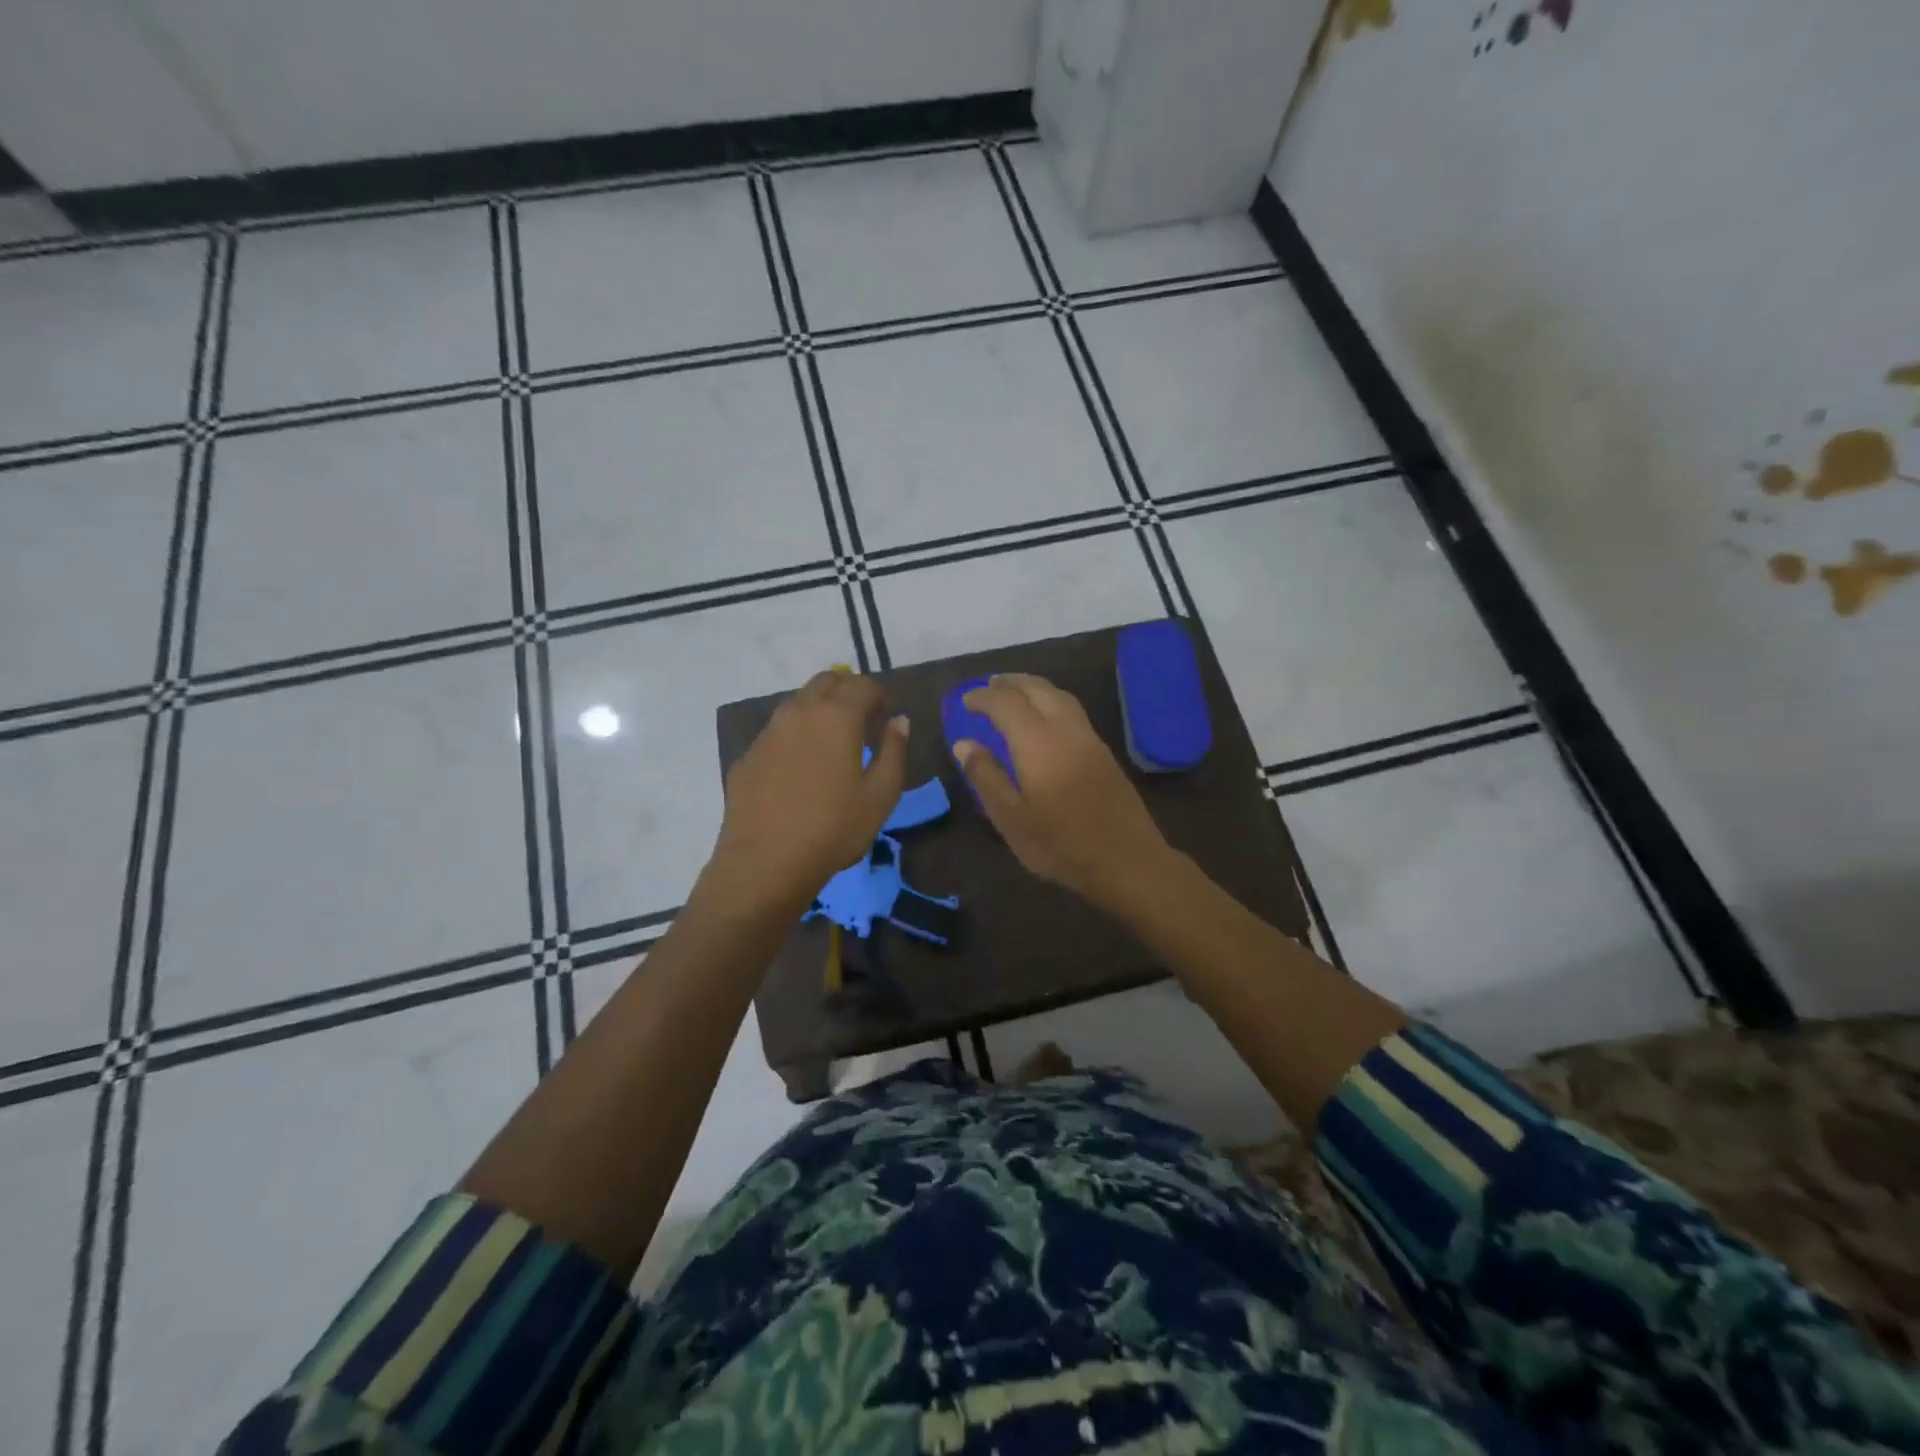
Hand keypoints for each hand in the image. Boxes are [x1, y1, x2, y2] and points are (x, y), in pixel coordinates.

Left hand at [710, 671, 908, 906]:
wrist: (765, 862)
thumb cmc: (834, 829)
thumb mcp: (881, 795)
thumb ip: (894, 751)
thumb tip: (899, 720)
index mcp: (837, 717)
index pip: (862, 685)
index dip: (879, 695)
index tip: (886, 716)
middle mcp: (799, 712)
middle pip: (826, 681)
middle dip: (847, 691)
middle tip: (862, 720)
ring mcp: (767, 732)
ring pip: (797, 703)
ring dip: (819, 710)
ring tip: (831, 744)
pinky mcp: (747, 756)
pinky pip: (776, 732)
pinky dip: (795, 736)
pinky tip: (799, 770)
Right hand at [954, 673, 1171, 908]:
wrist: (1127, 861)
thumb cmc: (1061, 845)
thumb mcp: (1011, 819)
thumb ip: (986, 777)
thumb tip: (964, 743)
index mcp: (1038, 742)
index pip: (1006, 703)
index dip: (983, 697)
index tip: (965, 701)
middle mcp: (1065, 729)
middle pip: (1037, 688)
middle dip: (1010, 683)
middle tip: (988, 686)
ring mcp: (1089, 738)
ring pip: (1059, 695)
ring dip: (1033, 687)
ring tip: (1014, 693)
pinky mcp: (1104, 751)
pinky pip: (1072, 709)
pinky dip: (1051, 700)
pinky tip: (1044, 717)